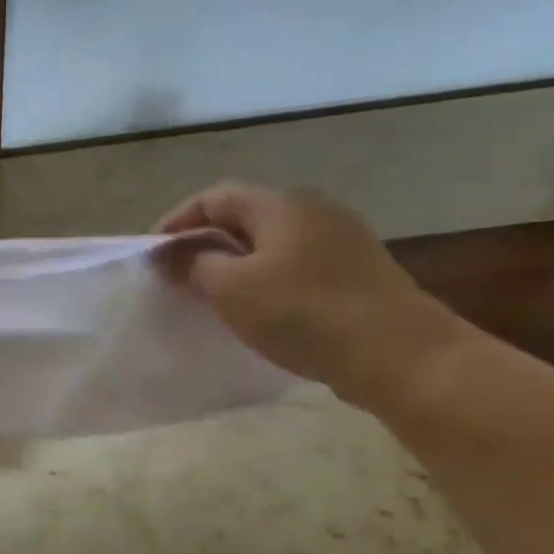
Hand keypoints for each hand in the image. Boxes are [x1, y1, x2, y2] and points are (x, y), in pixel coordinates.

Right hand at [156, 183, 472, 409]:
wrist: (400, 355)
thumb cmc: (303, 314)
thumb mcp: (231, 289)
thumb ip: (194, 264)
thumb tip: (175, 254)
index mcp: (280, 204)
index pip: (213, 198)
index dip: (176, 222)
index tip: (153, 255)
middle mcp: (313, 209)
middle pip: (243, 216)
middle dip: (205, 243)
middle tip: (178, 277)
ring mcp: (342, 239)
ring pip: (270, 242)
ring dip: (235, 263)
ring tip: (212, 296)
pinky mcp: (358, 270)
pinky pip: (296, 264)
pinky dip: (266, 278)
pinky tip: (259, 310)